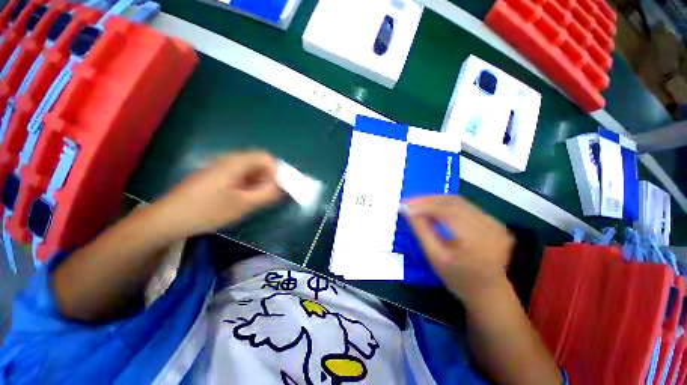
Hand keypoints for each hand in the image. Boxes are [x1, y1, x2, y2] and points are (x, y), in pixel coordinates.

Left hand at [153, 151, 283, 237]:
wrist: (167, 220)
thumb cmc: (206, 211)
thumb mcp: (242, 204)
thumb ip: (266, 194)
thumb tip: (284, 187)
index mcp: (235, 163)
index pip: (266, 158)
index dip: (277, 170)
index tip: (280, 187)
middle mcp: (229, 161)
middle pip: (258, 163)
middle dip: (269, 177)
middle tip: (270, 195)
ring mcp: (221, 169)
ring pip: (250, 170)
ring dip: (259, 182)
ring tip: (258, 199)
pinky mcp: (216, 178)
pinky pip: (240, 177)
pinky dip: (249, 185)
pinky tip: (245, 199)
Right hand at [404, 196, 513, 301]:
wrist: (488, 291)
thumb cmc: (457, 278)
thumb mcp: (435, 257)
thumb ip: (421, 230)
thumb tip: (407, 210)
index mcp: (477, 241)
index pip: (448, 212)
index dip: (424, 206)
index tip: (405, 205)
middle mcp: (490, 228)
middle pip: (454, 203)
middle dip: (427, 200)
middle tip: (408, 201)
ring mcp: (495, 224)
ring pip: (459, 202)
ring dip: (436, 200)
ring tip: (418, 203)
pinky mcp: (495, 222)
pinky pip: (466, 206)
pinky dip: (447, 205)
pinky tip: (434, 208)